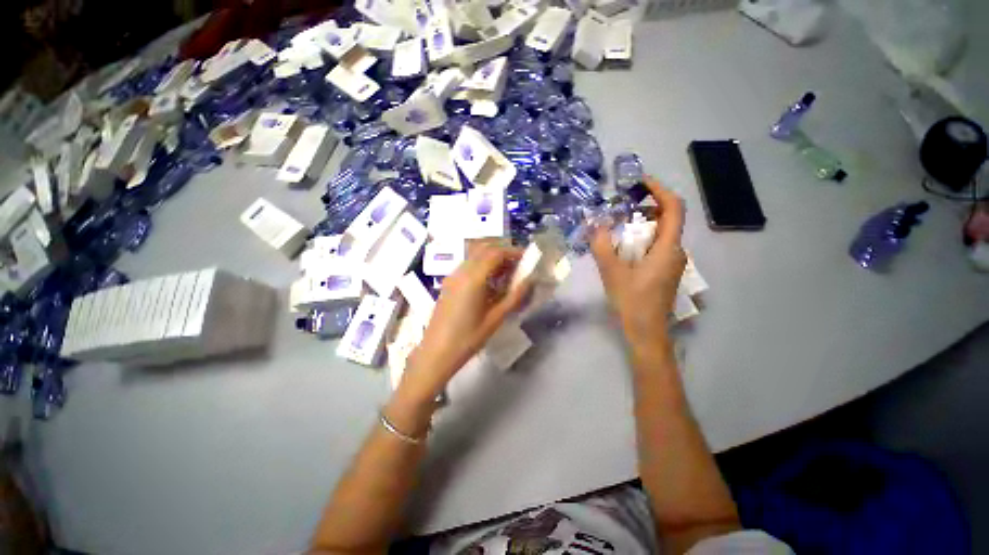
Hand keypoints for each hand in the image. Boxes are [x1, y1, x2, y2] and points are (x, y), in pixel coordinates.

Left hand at [403, 242, 531, 398]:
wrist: (435, 353)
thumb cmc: (467, 339)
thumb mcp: (495, 319)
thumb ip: (514, 297)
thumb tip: (529, 281)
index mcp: (473, 278)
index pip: (496, 253)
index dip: (513, 252)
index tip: (527, 258)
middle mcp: (461, 271)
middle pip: (484, 249)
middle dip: (503, 252)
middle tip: (518, 265)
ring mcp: (452, 276)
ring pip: (474, 255)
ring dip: (492, 258)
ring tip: (507, 274)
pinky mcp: (448, 283)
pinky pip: (468, 265)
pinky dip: (482, 266)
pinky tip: (490, 283)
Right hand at [590, 177, 685, 348]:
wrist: (646, 333)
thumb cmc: (632, 302)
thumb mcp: (612, 273)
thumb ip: (602, 246)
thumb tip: (594, 224)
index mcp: (668, 248)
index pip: (674, 208)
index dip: (659, 190)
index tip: (640, 182)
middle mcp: (676, 252)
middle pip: (669, 218)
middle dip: (647, 205)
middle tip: (622, 203)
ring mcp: (673, 263)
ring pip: (663, 233)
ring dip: (643, 222)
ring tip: (619, 222)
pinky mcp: (665, 271)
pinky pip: (658, 245)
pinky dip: (643, 237)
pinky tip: (624, 246)